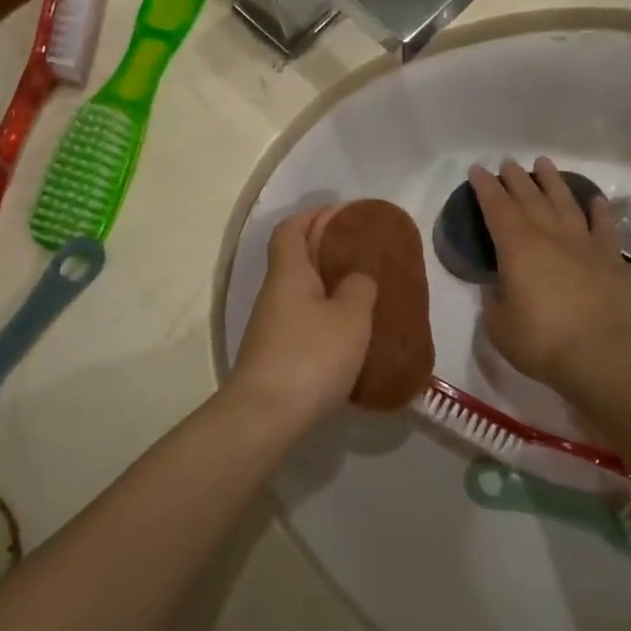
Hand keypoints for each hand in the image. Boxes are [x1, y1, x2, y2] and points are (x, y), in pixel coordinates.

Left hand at [228, 206, 377, 420]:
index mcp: (289, 273)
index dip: (314, 215)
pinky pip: (303, 322)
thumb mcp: (351, 317)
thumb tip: (357, 278)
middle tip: (364, 256)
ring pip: (301, 294)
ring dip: (328, 288)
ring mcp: (271, 327)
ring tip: (364, 295)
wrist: (266, 416)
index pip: (292, 228)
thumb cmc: (311, 355)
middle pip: (296, 259)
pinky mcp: (275, 355)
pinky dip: (325, 319)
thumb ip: (360, 288)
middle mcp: (274, 294)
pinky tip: (350, 336)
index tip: (343, 214)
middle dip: (327, 252)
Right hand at [469, 158, 630, 390]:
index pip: (496, 208)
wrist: (599, 356)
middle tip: (506, 163)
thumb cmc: (540, 341)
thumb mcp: (499, 323)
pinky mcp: (609, 259)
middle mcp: (549, 236)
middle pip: (529, 198)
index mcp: (517, 248)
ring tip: (543, 163)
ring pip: (565, 203)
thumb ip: (496, 297)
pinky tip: (595, 200)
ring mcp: (583, 244)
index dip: (485, 187)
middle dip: (515, 178)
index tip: (477, 170)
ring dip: (552, 181)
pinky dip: (599, 210)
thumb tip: (500, 282)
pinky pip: (604, 226)